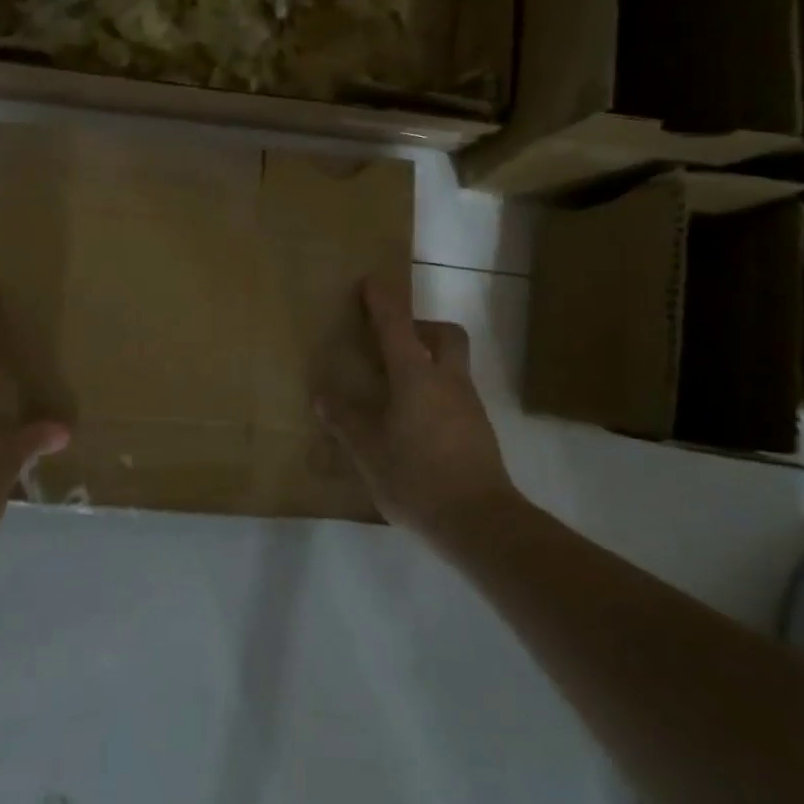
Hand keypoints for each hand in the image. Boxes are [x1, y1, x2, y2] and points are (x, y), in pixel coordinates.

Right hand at [317, 275, 518, 544]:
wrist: (480, 521)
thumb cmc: (417, 478)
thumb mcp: (368, 451)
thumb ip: (345, 421)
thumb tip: (323, 396)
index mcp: (416, 377)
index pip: (397, 326)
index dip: (382, 301)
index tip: (370, 282)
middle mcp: (447, 380)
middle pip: (444, 334)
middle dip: (421, 327)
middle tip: (393, 343)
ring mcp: (468, 405)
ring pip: (452, 364)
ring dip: (427, 361)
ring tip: (395, 388)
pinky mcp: (478, 429)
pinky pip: (455, 393)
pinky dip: (434, 392)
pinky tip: (414, 422)